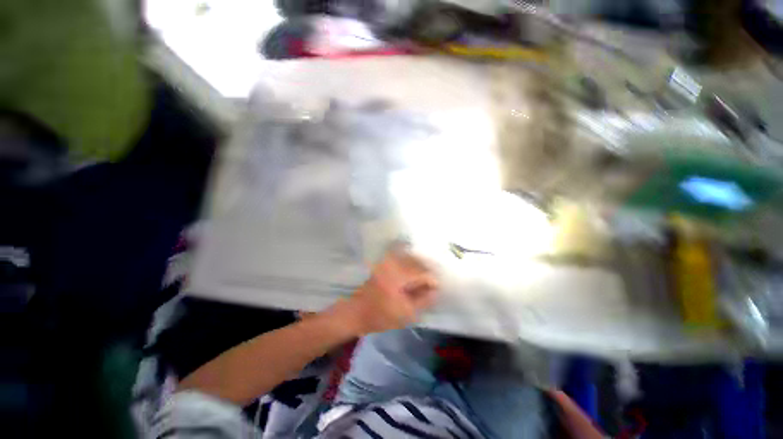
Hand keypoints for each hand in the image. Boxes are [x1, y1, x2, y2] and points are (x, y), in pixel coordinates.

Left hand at [332, 247, 438, 335]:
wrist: (357, 312)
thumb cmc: (381, 316)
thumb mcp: (406, 314)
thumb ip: (423, 300)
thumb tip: (436, 289)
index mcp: (399, 277)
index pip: (423, 273)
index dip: (432, 280)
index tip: (437, 289)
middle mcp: (394, 265)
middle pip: (417, 262)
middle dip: (428, 271)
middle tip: (433, 283)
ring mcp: (388, 262)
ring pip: (410, 258)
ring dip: (420, 266)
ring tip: (425, 278)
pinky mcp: (384, 263)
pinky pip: (402, 258)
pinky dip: (411, 263)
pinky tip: (414, 272)